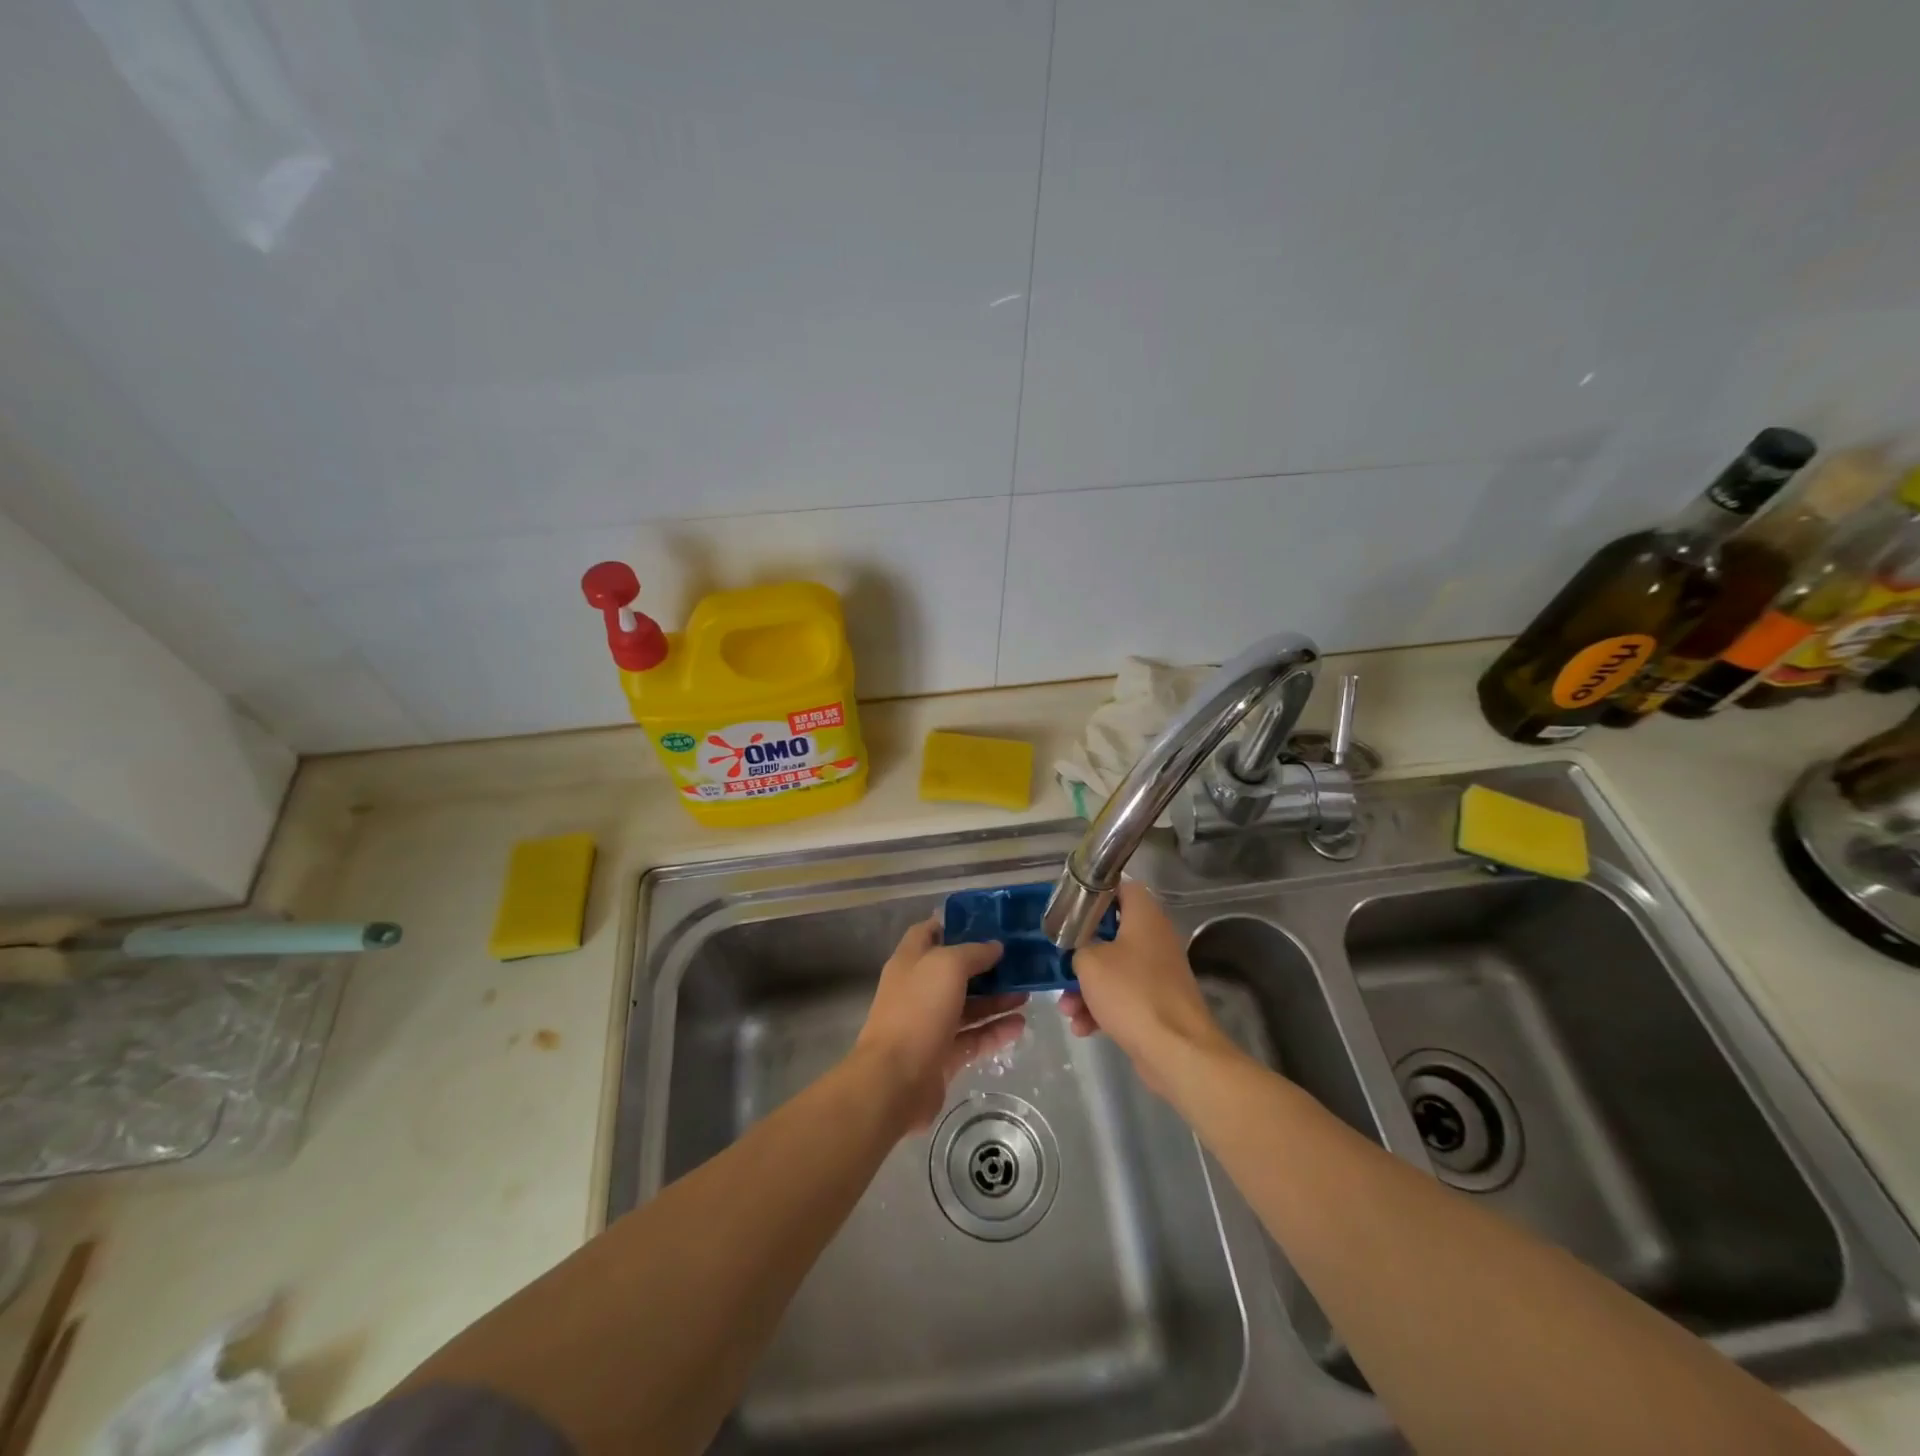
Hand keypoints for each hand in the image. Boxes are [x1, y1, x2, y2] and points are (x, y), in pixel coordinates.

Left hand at [852, 919, 1026, 1131]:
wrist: (895, 1080)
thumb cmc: (918, 1010)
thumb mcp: (947, 966)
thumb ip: (973, 953)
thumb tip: (995, 946)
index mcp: (910, 961)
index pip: (930, 932)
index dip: (955, 924)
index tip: (988, 922)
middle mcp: (919, 989)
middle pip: (955, 971)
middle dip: (986, 966)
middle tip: (1019, 961)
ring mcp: (930, 1024)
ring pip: (968, 1006)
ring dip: (996, 999)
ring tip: (1028, 993)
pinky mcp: (943, 1055)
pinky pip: (974, 1037)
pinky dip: (996, 1030)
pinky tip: (1021, 1024)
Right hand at [1059, 881, 1234, 1093]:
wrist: (1176, 1051)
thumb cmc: (1131, 993)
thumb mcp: (1089, 963)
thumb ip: (1078, 948)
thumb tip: (1082, 953)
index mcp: (1145, 917)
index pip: (1122, 887)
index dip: (1095, 892)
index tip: (1070, 907)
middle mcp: (1155, 939)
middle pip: (1112, 933)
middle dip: (1082, 952)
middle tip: (1061, 962)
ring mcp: (1159, 973)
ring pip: (1114, 969)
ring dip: (1086, 987)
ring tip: (1066, 1008)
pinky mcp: (1158, 1004)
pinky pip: (1123, 997)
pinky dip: (1102, 1009)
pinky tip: (1083, 1028)